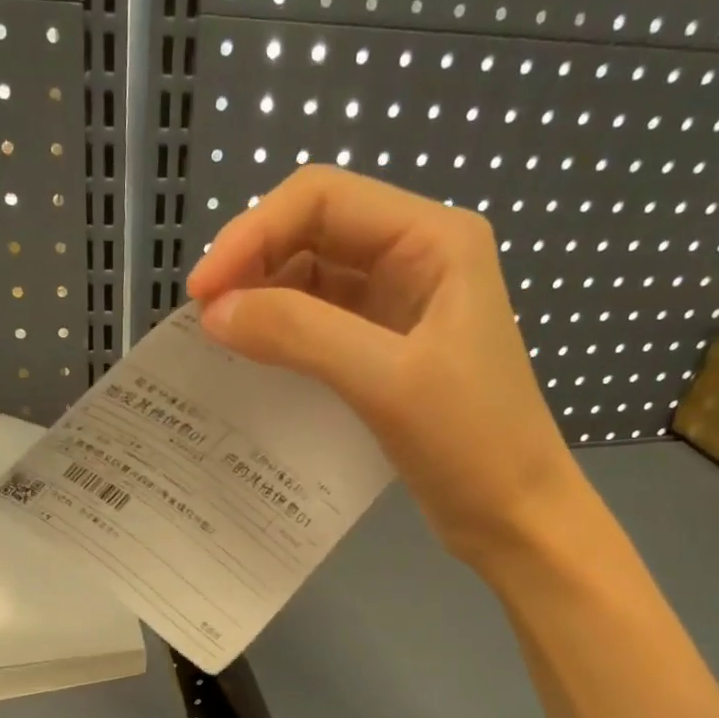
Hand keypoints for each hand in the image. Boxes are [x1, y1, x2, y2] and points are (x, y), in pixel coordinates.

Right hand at [187, 167, 574, 569]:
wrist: (515, 517)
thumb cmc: (471, 443)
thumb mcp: (385, 380)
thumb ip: (298, 333)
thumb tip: (214, 313)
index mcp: (432, 240)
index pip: (322, 200)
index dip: (252, 234)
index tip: (203, 293)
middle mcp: (415, 258)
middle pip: (313, 232)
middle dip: (253, 264)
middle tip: (204, 318)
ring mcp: (400, 306)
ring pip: (312, 279)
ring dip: (263, 300)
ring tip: (219, 339)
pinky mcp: (386, 350)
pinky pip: (320, 324)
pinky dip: (282, 335)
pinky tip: (253, 359)